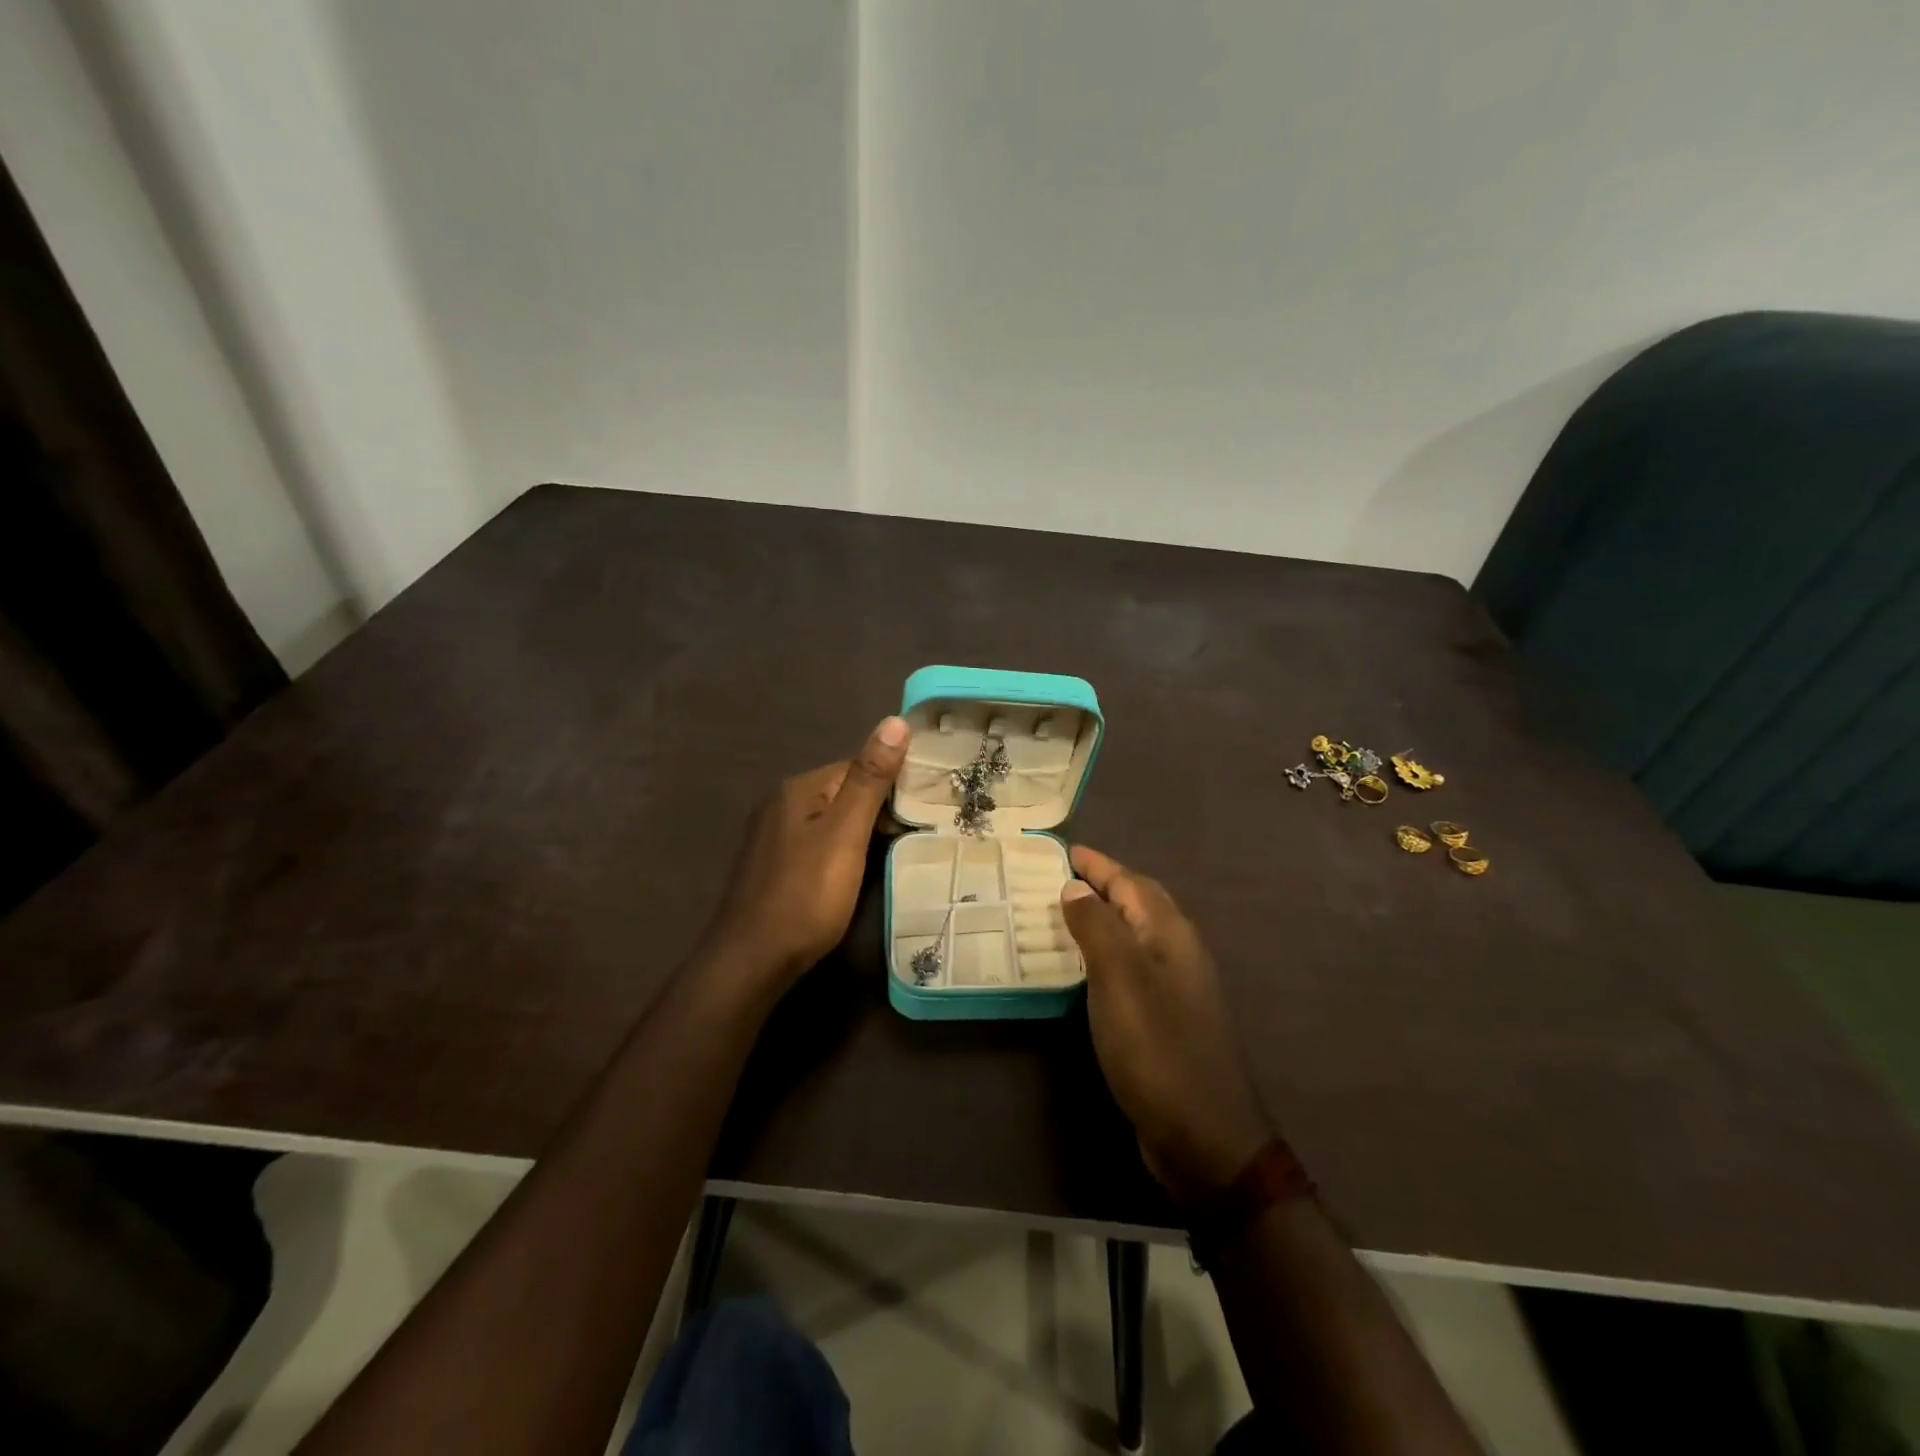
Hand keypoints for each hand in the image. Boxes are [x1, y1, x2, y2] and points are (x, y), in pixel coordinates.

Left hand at [700, 716, 910, 991]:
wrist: (752, 961)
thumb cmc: (805, 895)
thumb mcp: (845, 834)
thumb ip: (870, 779)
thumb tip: (896, 720)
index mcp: (798, 789)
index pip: (856, 766)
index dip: (892, 783)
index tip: (926, 806)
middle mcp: (781, 805)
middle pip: (843, 793)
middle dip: (879, 808)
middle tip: (918, 830)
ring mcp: (774, 838)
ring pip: (831, 821)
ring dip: (862, 832)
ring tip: (897, 851)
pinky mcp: (774, 867)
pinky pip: (819, 845)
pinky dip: (842, 852)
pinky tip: (857, 872)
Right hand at [1061, 846, 1271, 1205]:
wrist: (1204, 1135)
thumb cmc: (1157, 1047)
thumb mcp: (1119, 978)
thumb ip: (1097, 925)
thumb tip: (1077, 886)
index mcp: (1170, 933)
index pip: (1130, 882)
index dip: (1098, 865)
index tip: (1065, 850)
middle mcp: (1177, 952)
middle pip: (1138, 903)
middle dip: (1103, 885)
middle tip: (1061, 876)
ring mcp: (1175, 987)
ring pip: (1134, 936)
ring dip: (1103, 919)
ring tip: (1064, 914)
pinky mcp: (1166, 1019)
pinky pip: (1131, 968)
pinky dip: (1105, 955)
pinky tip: (1084, 969)